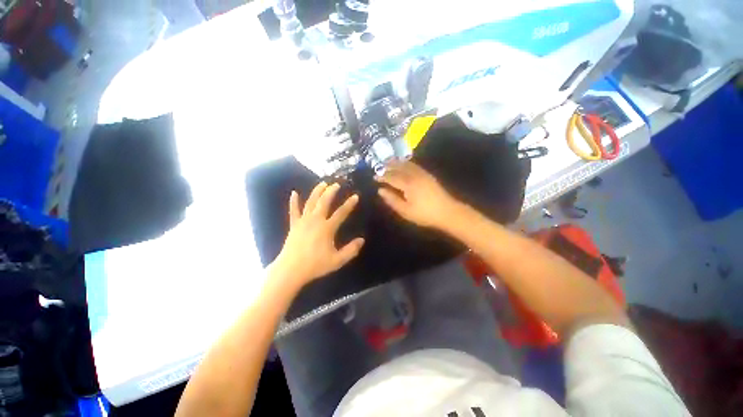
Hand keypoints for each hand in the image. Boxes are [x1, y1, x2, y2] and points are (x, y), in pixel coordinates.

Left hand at [273, 182, 364, 287]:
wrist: (291, 270)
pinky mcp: (294, 225)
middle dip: (331, 192)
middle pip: (324, 202)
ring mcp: (303, 221)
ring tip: (322, 183)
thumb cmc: (315, 265)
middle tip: (336, 184)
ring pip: (310, 202)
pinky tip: (294, 192)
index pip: (341, 213)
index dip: (349, 204)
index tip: (355, 196)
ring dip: (317, 192)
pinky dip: (293, 201)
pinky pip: (293, 211)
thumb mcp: (337, 260)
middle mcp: (315, 220)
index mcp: (327, 228)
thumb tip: (362, 240)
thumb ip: (351, 250)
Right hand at [376, 161, 462, 228]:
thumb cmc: (425, 214)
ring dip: (397, 163)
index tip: (374, 177)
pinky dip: (406, 163)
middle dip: (388, 166)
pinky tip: (404, 164)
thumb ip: (392, 200)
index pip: (391, 177)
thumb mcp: (405, 211)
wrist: (448, 212)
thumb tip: (380, 191)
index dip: (382, 177)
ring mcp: (422, 174)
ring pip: (406, 164)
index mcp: (407, 184)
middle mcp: (414, 175)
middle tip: (379, 166)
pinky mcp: (428, 175)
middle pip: (398, 168)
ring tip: (388, 162)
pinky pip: (414, 165)